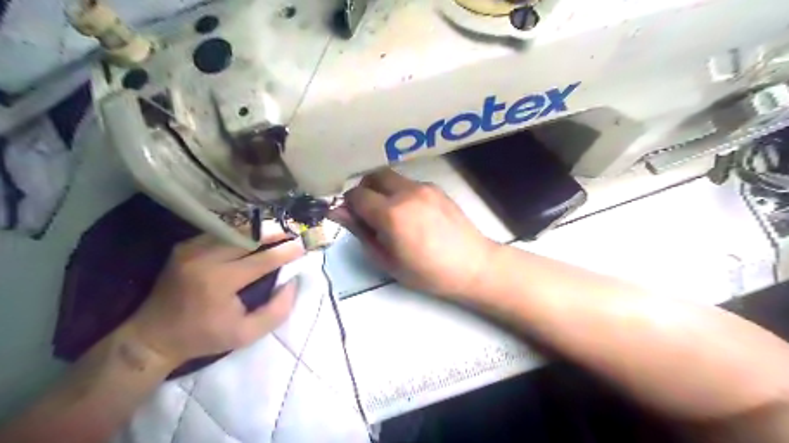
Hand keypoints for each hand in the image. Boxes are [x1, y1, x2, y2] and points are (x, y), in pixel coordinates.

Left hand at [128, 234, 302, 364]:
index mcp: (220, 282)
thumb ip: (277, 310)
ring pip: (234, 229)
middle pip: (248, 236)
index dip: (286, 251)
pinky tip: (252, 235)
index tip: (303, 246)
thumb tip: (292, 281)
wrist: (153, 337)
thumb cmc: (205, 337)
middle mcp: (204, 259)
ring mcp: (191, 250)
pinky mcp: (184, 247)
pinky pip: (219, 232)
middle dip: (274, 233)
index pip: (262, 259)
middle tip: (292, 232)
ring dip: (258, 229)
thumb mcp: (247, 335)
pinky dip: (239, 232)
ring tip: (277, 231)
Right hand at [330, 167, 500, 296]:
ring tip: (392, 215)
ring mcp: (424, 187)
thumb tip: (338, 212)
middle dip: (365, 190)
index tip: (353, 218)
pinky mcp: (437, 188)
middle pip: (373, 176)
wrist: (472, 265)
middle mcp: (407, 192)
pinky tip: (412, 214)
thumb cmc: (427, 272)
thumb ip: (361, 232)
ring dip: (383, 190)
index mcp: (392, 214)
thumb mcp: (387, 260)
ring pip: (392, 177)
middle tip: (368, 213)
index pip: (357, 195)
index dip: (349, 205)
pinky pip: (409, 184)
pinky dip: (401, 193)